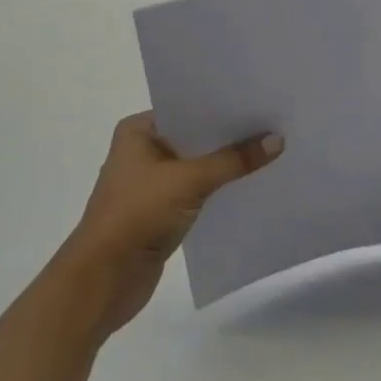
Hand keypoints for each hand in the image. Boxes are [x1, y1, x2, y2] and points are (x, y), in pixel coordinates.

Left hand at [61, 112, 283, 333]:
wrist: (102, 282)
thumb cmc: (136, 216)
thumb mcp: (189, 180)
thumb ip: (234, 160)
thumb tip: (278, 140)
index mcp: (139, 131)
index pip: (190, 107)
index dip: (225, 105)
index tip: (262, 98)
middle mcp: (144, 150)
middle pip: (198, 136)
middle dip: (232, 134)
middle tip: (276, 121)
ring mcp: (152, 182)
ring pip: (200, 163)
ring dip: (228, 162)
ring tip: (272, 148)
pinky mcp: (162, 211)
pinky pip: (200, 189)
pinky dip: (221, 186)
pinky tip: (252, 181)